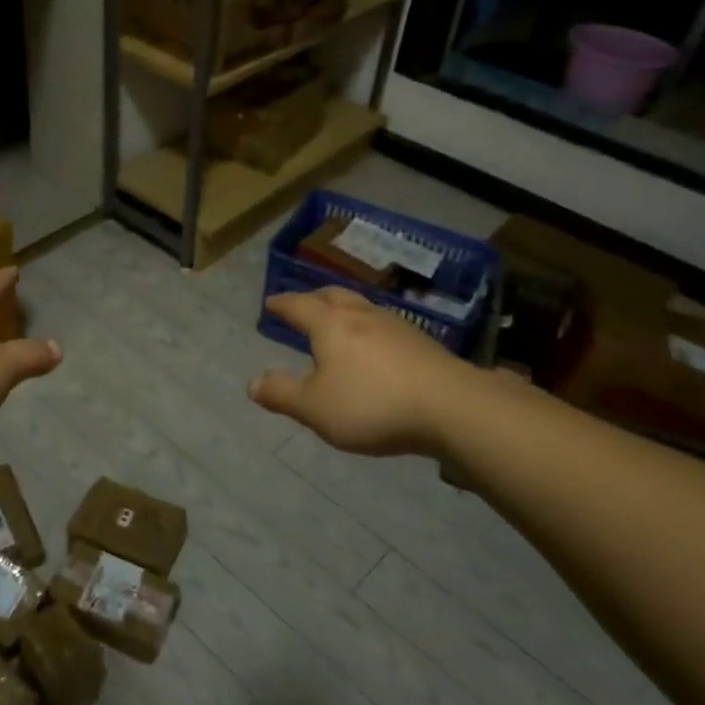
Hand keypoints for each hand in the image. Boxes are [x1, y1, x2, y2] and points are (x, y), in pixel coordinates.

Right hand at [248, 286, 463, 456]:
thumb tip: (252, 383)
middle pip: (333, 296)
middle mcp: (362, 316)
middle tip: (303, 304)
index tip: (271, 302)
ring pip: (362, 307)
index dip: (282, 304)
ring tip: (338, 321)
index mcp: (330, 325)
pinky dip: (369, 328)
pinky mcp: (422, 343)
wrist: (451, 406)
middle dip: (314, 297)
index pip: (299, 306)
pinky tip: (375, 346)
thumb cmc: (372, 404)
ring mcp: (396, 326)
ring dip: (344, 309)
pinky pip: (384, 325)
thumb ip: (282, 394)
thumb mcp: (315, 408)